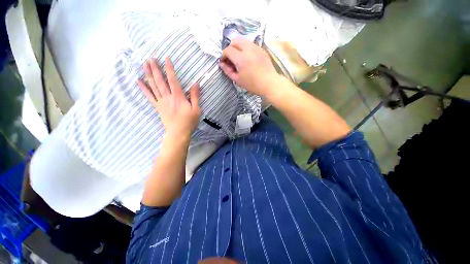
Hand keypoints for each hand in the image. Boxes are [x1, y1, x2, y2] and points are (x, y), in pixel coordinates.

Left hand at [138, 57, 199, 139]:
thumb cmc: (189, 121)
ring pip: (153, 86)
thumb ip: (195, 96)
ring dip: (148, 75)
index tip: (166, 58)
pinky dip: (144, 88)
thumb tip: (196, 84)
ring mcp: (161, 102)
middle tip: (150, 58)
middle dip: (155, 69)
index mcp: (178, 97)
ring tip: (144, 65)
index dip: (170, 69)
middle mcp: (168, 97)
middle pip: (160, 81)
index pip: (173, 80)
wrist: (178, 132)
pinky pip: (149, 96)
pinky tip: (139, 81)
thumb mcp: (196, 109)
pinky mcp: (158, 107)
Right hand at [220, 37, 279, 95]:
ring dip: (238, 47)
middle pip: (235, 41)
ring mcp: (256, 47)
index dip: (223, 55)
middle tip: (230, 59)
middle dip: (230, 48)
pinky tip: (247, 58)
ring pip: (243, 40)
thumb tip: (221, 63)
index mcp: (241, 58)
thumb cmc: (252, 84)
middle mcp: (248, 49)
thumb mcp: (237, 80)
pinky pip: (250, 44)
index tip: (223, 62)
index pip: (228, 50)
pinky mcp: (261, 49)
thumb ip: (228, 71)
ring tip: (238, 58)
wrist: (269, 83)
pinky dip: (245, 48)